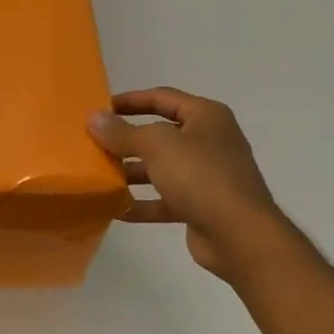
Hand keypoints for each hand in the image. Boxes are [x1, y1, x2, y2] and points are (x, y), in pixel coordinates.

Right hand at [88, 87, 286, 279]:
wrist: (240, 236)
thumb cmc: (200, 177)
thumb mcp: (156, 146)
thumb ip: (122, 132)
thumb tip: (94, 118)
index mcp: (206, 117)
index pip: (162, 98)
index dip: (130, 100)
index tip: (100, 108)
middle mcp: (209, 141)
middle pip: (160, 134)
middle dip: (127, 139)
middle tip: (93, 144)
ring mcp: (207, 176)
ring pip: (161, 168)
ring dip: (131, 172)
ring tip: (99, 175)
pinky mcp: (201, 206)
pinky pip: (165, 199)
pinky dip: (142, 202)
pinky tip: (114, 207)